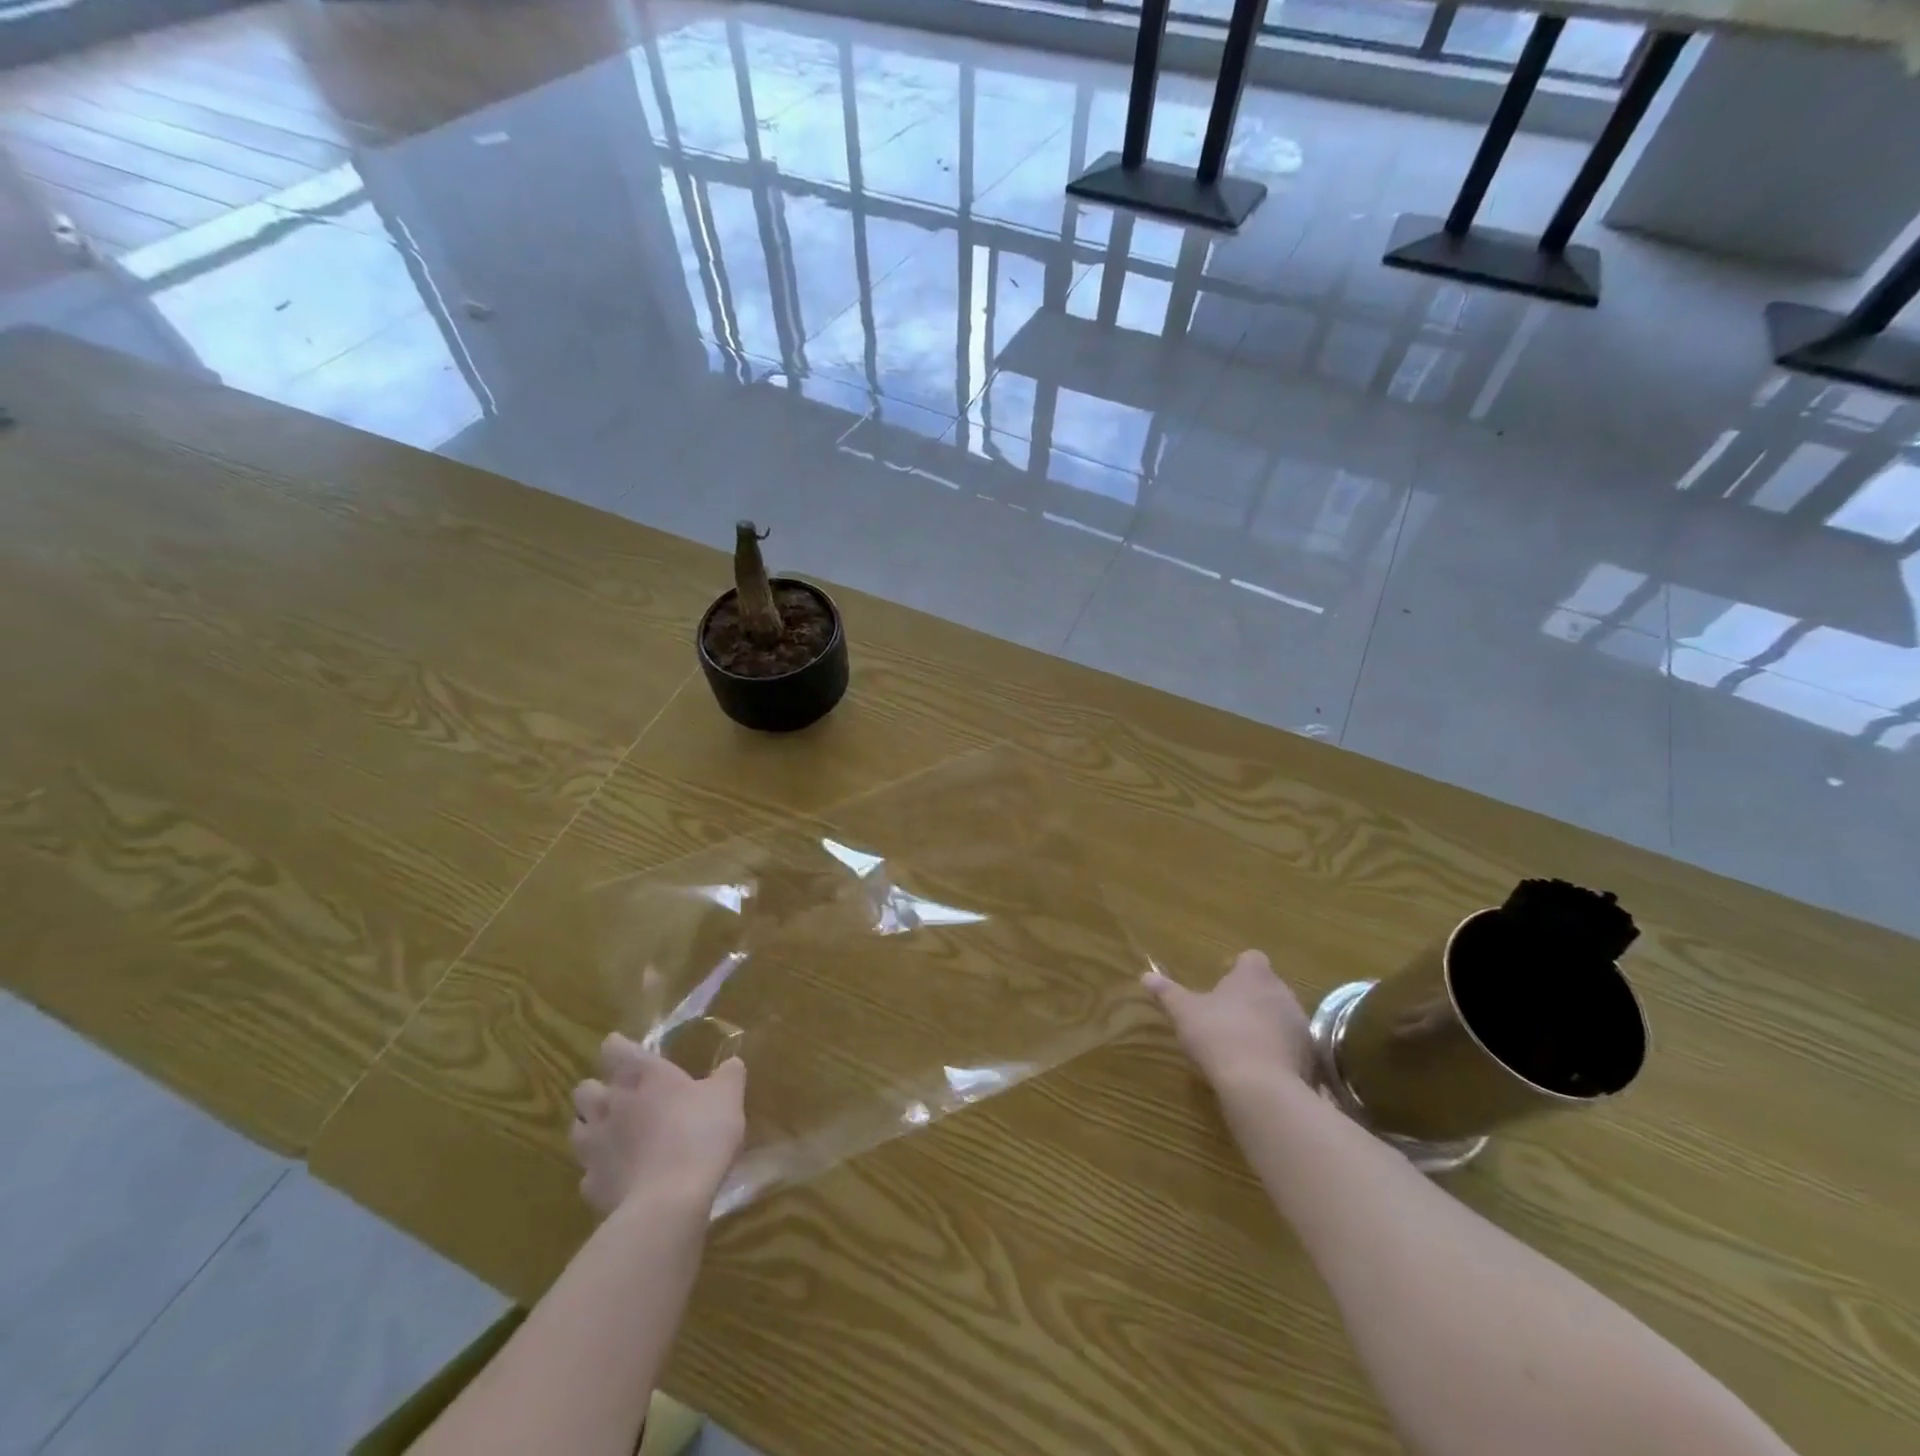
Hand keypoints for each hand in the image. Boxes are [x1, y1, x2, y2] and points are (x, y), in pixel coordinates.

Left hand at [570, 1033, 746, 1214]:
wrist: (670, 1201)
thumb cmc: (701, 1133)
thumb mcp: (728, 1096)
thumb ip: (728, 1075)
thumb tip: (731, 1063)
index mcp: (642, 1075)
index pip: (614, 1048)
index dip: (619, 1048)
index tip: (629, 1054)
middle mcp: (611, 1104)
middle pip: (584, 1088)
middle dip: (597, 1090)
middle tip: (621, 1097)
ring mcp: (595, 1146)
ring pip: (577, 1128)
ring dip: (591, 1128)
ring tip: (613, 1135)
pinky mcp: (590, 1185)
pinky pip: (588, 1173)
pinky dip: (601, 1172)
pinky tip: (621, 1177)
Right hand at [1144, 950, 1314, 1090]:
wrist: (1260, 1087)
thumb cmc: (1218, 1036)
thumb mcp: (1184, 1013)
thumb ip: (1167, 993)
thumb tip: (1146, 975)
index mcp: (1253, 975)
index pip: (1251, 959)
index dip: (1238, 969)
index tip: (1223, 985)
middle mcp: (1282, 992)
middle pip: (1269, 987)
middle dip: (1252, 998)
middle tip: (1228, 1016)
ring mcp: (1300, 1024)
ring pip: (1282, 1016)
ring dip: (1268, 1025)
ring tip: (1244, 1046)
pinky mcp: (1311, 1056)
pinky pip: (1293, 1046)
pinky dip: (1281, 1052)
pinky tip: (1261, 1069)